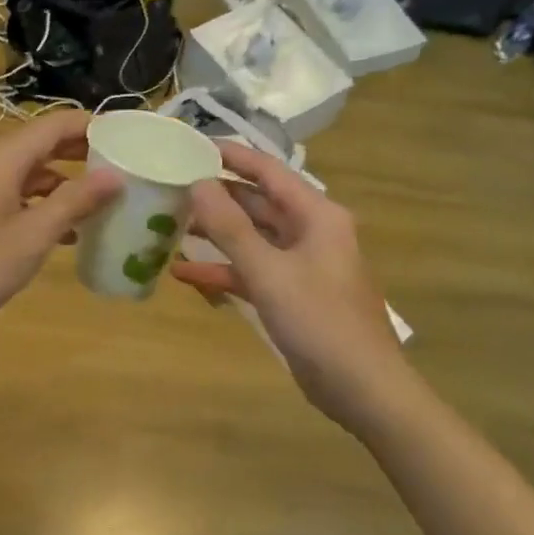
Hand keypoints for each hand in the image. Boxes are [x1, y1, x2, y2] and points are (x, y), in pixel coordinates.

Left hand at [0, 109, 120, 346]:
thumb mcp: (33, 235)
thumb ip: (75, 201)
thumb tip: (115, 175)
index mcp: (2, 159)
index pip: (53, 125)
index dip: (91, 126)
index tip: (126, 138)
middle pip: (41, 144)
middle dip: (81, 152)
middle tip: (122, 164)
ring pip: (30, 171)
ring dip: (64, 180)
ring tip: (102, 197)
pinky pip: (17, 194)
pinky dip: (44, 203)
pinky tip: (67, 230)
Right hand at [171, 143, 402, 419]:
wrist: (363, 389)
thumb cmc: (320, 321)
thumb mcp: (269, 272)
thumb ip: (231, 229)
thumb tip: (198, 184)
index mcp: (316, 215)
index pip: (269, 172)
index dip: (232, 157)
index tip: (192, 145)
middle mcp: (311, 232)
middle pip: (258, 204)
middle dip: (217, 197)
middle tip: (172, 187)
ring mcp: (302, 265)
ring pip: (253, 238)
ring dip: (216, 235)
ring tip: (170, 225)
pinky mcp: (293, 295)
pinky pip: (253, 271)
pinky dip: (224, 271)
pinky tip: (183, 273)